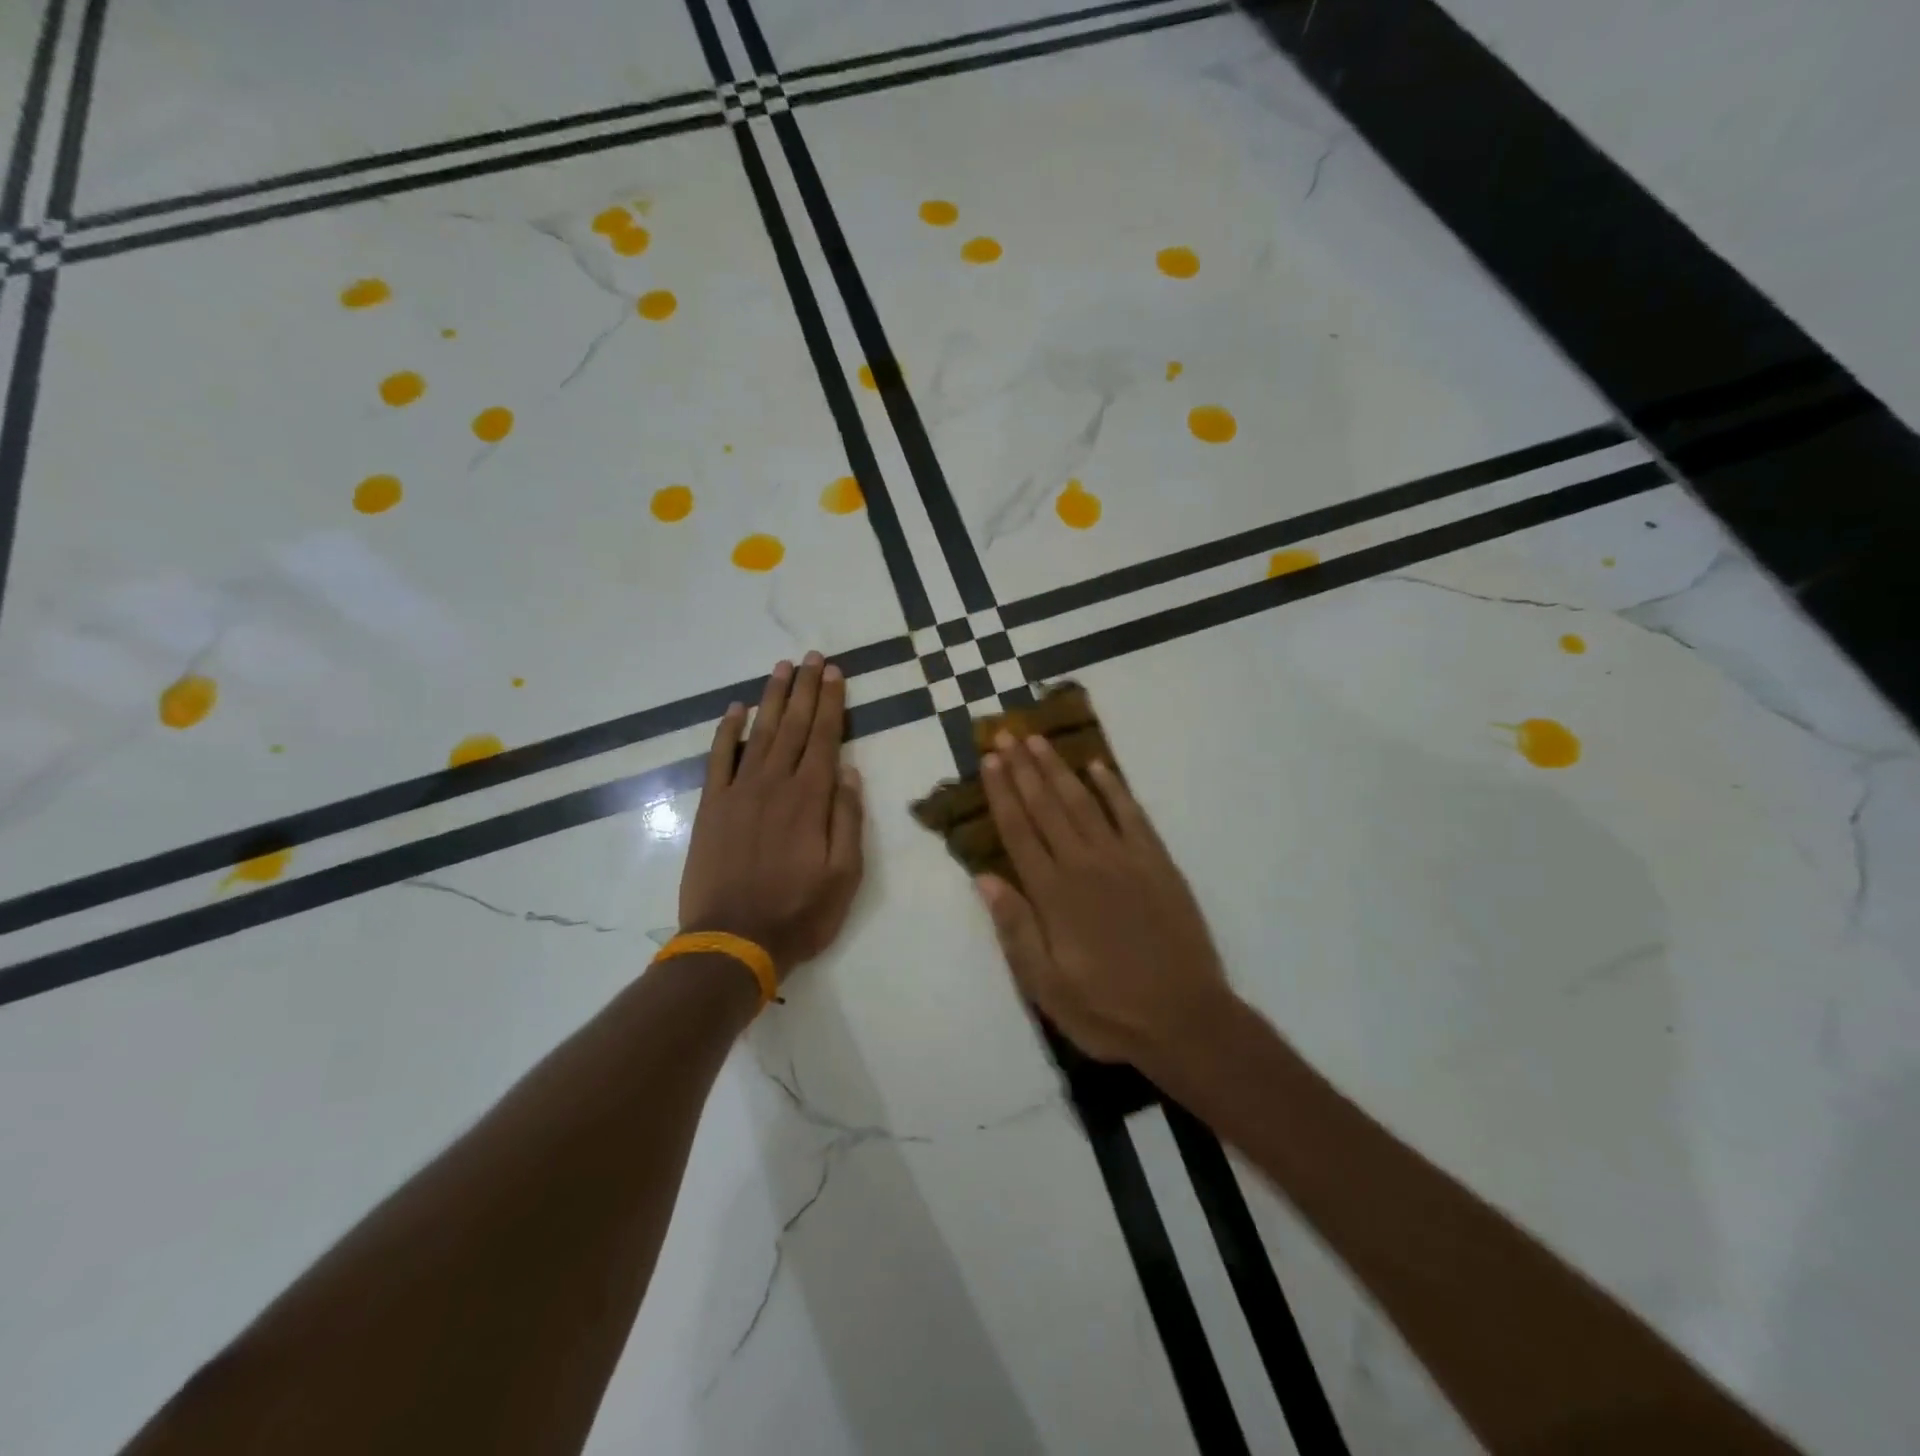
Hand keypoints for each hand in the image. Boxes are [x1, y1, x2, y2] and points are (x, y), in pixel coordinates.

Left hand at [678, 654, 864, 979]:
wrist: (733, 941)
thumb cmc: (799, 912)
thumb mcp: (845, 875)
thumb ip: (847, 819)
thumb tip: (850, 771)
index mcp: (810, 798)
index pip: (825, 737)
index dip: (831, 702)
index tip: (835, 672)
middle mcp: (774, 784)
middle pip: (793, 726)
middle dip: (805, 689)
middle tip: (812, 657)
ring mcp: (738, 792)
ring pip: (758, 733)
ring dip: (771, 698)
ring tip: (781, 668)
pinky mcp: (711, 807)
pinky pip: (719, 759)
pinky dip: (727, 731)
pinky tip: (735, 709)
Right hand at [977, 731, 1233, 1069]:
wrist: (1185, 1020)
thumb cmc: (1107, 1010)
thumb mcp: (1046, 986)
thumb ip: (1015, 929)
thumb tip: (985, 878)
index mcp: (1053, 894)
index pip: (1019, 831)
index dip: (1002, 793)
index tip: (989, 760)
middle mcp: (1085, 865)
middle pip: (1047, 806)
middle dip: (1023, 768)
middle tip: (1006, 732)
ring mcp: (1125, 859)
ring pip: (1084, 802)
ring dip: (1059, 769)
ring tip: (1039, 740)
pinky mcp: (1158, 863)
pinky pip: (1132, 815)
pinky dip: (1113, 788)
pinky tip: (1098, 767)